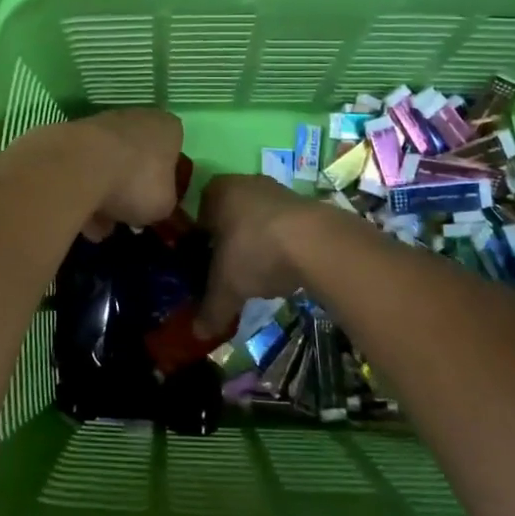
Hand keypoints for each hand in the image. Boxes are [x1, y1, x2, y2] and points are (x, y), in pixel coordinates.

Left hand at [70, 108, 184, 239]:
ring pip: (106, 165)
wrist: (79, 166)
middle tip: (127, 214)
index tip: (157, 199)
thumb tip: (151, 204)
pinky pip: (82, 171)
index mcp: (166, 127)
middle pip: (137, 157)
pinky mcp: (70, 136)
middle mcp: (135, 118)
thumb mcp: (164, 205)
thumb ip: (163, 202)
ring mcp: (100, 124)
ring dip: (103, 195)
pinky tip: (79, 220)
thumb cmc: (136, 182)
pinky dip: (81, 193)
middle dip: (130, 187)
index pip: (173, 148)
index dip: (166, 177)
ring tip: (98, 227)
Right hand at [194, 174, 324, 332]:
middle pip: (229, 215)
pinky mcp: (305, 202)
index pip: (198, 214)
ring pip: (257, 218)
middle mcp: (244, 182)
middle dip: (228, 240)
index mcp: (217, 191)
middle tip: (228, 269)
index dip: (198, 240)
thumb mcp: (226, 287)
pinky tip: (284, 267)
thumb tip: (198, 333)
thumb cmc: (256, 251)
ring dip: (256, 241)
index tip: (203, 264)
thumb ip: (210, 308)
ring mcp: (277, 190)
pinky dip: (280, 243)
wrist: (316, 242)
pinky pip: (282, 224)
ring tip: (258, 273)